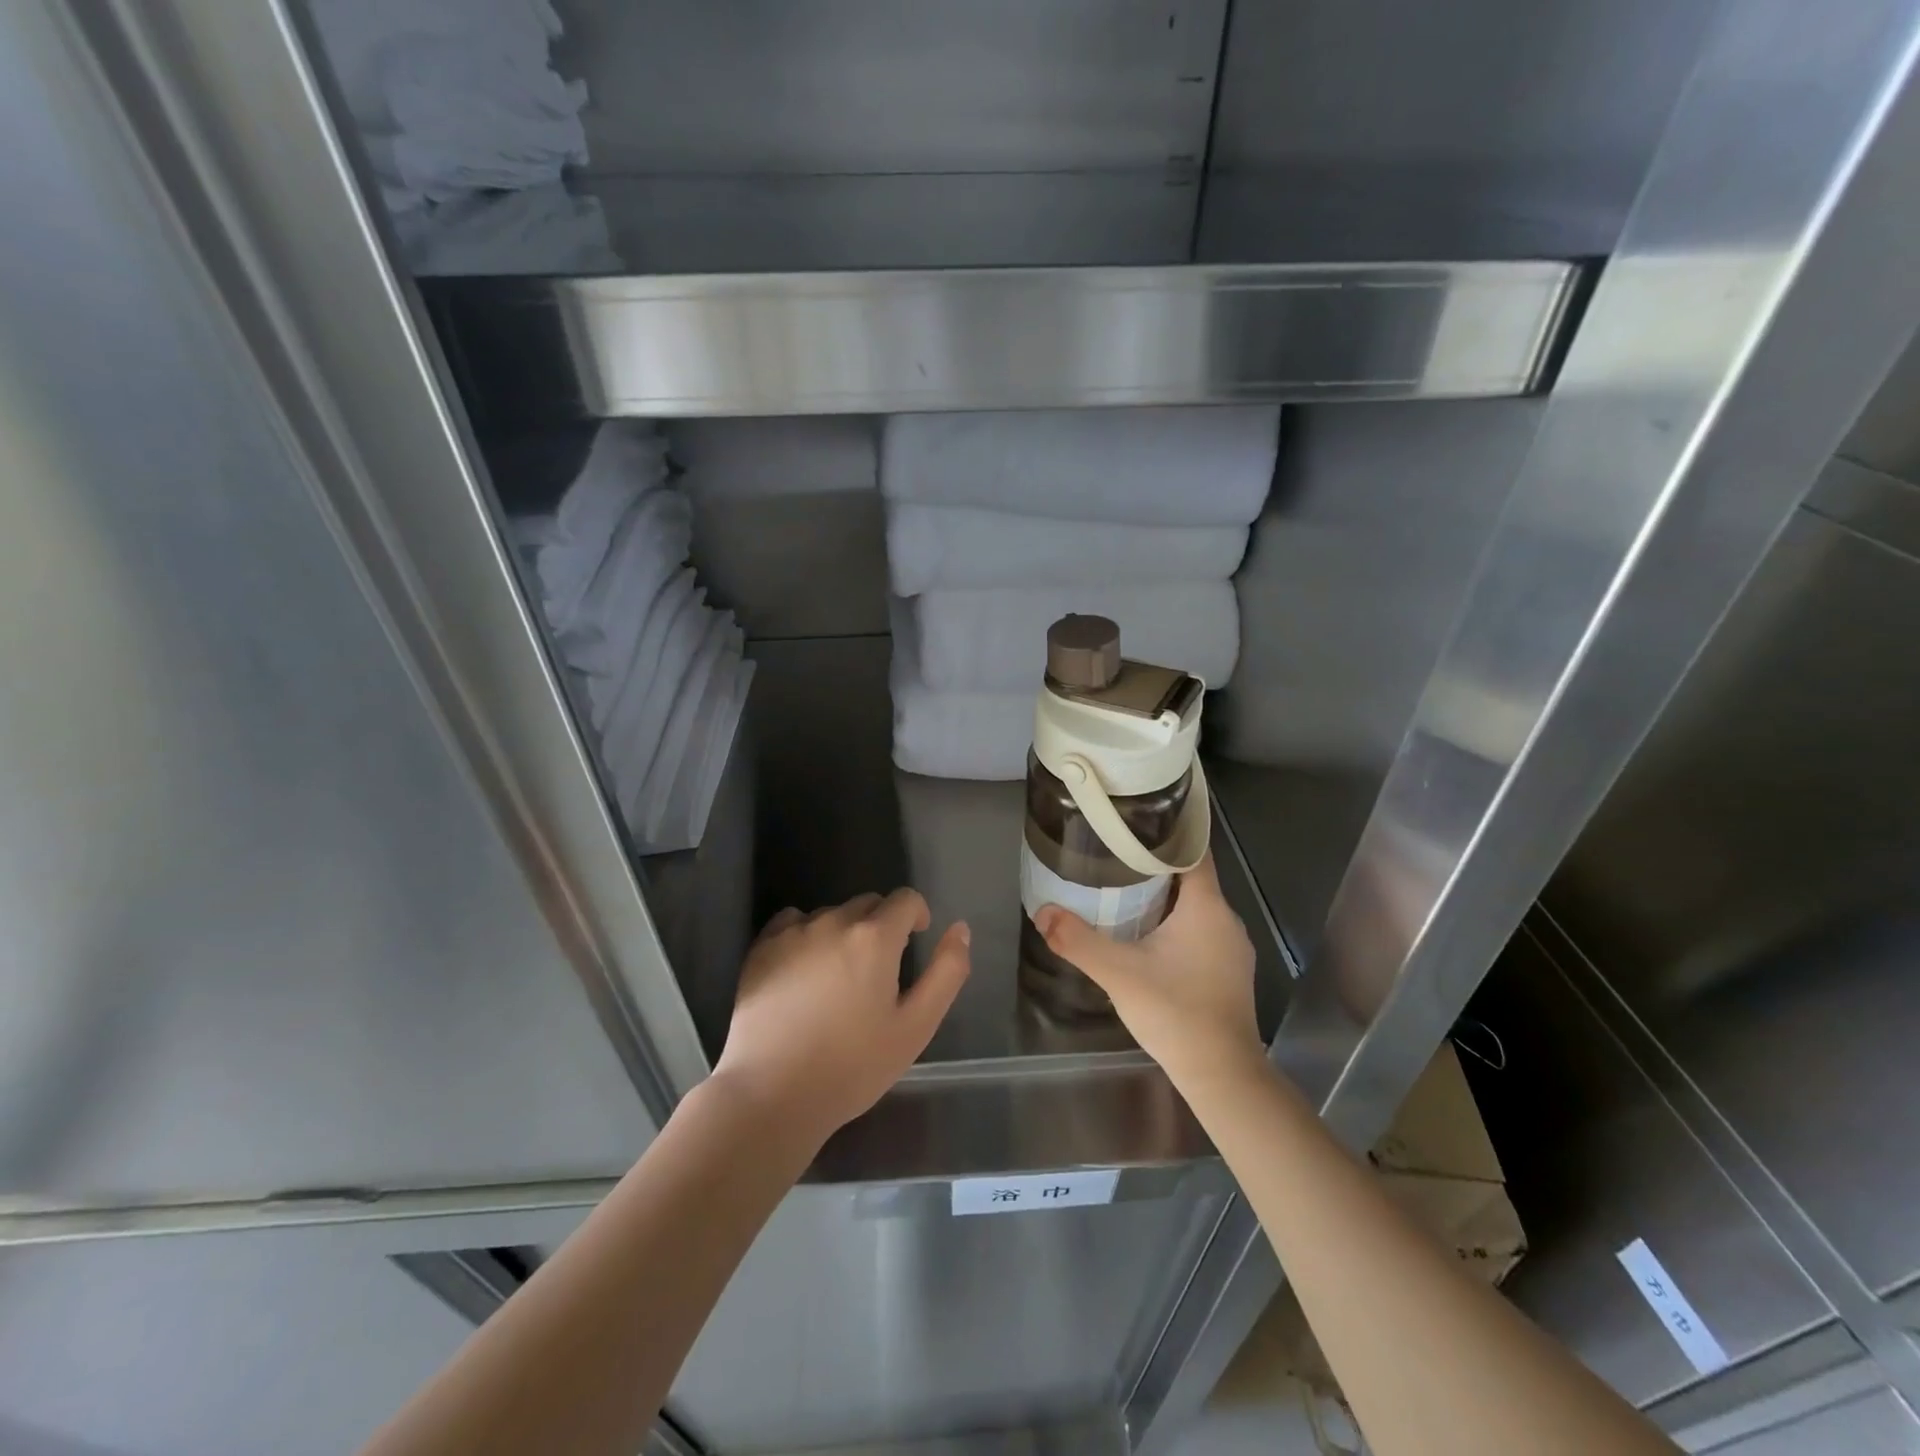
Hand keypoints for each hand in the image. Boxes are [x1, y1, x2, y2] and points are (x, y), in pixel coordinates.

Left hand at [713, 889, 969, 1145]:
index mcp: (875, 937)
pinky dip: (805, 936)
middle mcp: (834, 921)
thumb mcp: (916, 1026)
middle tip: (878, 971)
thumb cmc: (853, 1066)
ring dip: (843, 932)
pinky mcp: (761, 948)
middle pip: (868, 904)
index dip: (917, 916)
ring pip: (830, 914)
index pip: (905, 899)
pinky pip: (792, 923)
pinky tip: (803, 972)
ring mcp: (793, 932)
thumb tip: (960, 929)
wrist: (772, 1095)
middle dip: (881, 925)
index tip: (915, 940)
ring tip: (838, 978)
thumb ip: (946, 972)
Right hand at [1033, 855, 1263, 1094]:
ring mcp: (1232, 948)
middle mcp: (1226, 920)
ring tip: (1124, 891)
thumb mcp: (1118, 973)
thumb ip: (1078, 941)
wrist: (1222, 1075)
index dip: (1167, 834)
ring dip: (1164, 897)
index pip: (1193, 851)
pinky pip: (1201, 931)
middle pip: (1191, 878)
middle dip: (1155, 866)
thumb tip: (1043, 912)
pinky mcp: (1229, 972)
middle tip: (1115, 857)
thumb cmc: (1176, 1012)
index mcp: (1206, 907)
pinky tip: (1147, 936)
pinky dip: (1176, 924)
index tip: (1135, 824)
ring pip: (1196, 907)